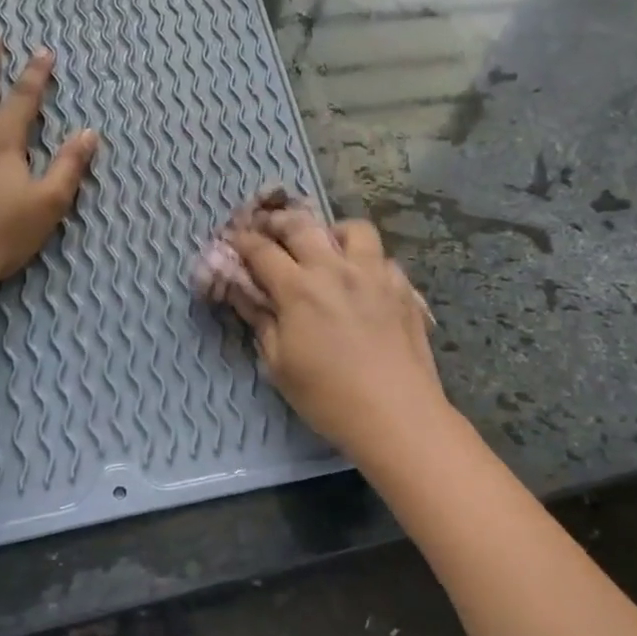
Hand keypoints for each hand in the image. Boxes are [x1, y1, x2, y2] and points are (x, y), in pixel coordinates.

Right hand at [222, 210, 448, 457]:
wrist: (396, 414)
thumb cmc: (327, 397)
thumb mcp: (279, 365)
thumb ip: (260, 321)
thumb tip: (242, 293)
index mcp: (299, 288)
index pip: (262, 251)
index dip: (242, 241)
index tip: (233, 239)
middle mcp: (336, 269)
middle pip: (302, 226)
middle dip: (278, 221)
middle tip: (268, 227)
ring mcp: (374, 274)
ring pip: (353, 229)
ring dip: (331, 231)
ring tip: (326, 246)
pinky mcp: (403, 288)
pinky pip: (383, 257)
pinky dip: (367, 260)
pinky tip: (363, 280)